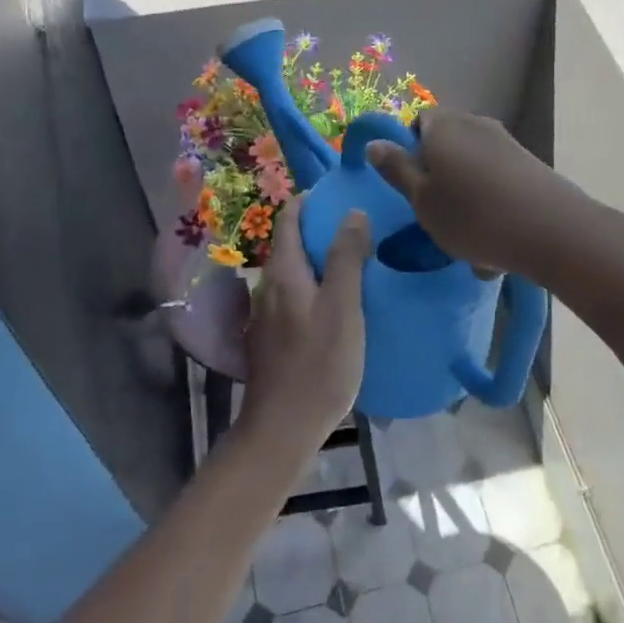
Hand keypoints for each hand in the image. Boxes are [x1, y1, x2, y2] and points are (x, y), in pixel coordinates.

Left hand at [237, 195, 371, 467]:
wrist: (283, 429)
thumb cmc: (318, 364)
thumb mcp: (343, 307)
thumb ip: (347, 258)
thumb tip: (352, 212)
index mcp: (283, 272)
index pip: (288, 219)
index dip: (310, 201)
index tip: (339, 193)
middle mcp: (267, 286)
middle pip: (289, 244)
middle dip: (318, 229)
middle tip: (357, 226)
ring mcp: (265, 314)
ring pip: (292, 272)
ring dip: (317, 260)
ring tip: (352, 262)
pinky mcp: (271, 338)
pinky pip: (293, 296)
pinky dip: (313, 286)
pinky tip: (336, 303)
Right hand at [365, 109, 580, 279]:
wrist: (552, 230)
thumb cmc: (473, 216)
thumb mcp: (422, 199)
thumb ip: (397, 169)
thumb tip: (374, 142)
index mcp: (443, 126)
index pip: (417, 122)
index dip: (409, 150)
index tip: (412, 186)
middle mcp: (474, 123)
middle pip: (446, 143)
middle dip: (439, 174)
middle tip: (436, 213)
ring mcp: (505, 141)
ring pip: (471, 165)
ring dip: (465, 193)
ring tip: (467, 235)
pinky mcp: (528, 162)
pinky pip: (496, 179)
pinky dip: (490, 201)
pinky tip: (494, 236)